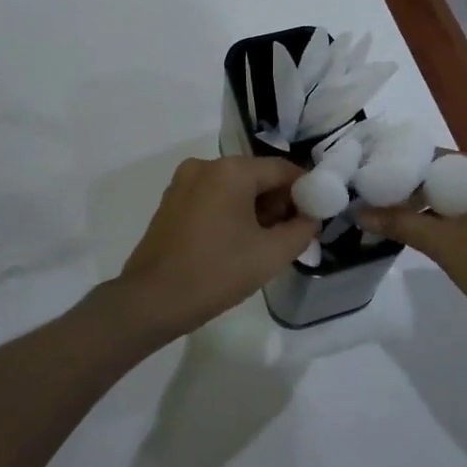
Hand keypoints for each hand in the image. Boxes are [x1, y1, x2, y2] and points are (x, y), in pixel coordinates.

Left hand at [109, 155, 317, 340]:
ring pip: (233, 188)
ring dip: (254, 209)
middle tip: (291, 234)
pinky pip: (212, 197)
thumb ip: (301, 230)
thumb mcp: (270, 255)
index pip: (282, 170)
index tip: (316, 215)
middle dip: (278, 202)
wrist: (151, 300)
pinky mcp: (171, 201)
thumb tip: (311, 218)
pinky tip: (236, 243)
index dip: (305, 190)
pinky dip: (230, 213)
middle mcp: (206, 165)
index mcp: (231, 170)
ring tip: (265, 243)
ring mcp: (183, 182)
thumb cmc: (216, 273)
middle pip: (256, 176)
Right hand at [356, 154, 466, 337]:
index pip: (431, 158)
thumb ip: (400, 223)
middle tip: (383, 209)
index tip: (373, 189)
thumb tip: (359, 212)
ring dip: (435, 206)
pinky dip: (457, 215)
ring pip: (463, 191)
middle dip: (416, 191)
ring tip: (404, 223)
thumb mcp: (442, 245)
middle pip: (447, 173)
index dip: (399, 173)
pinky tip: (439, 234)